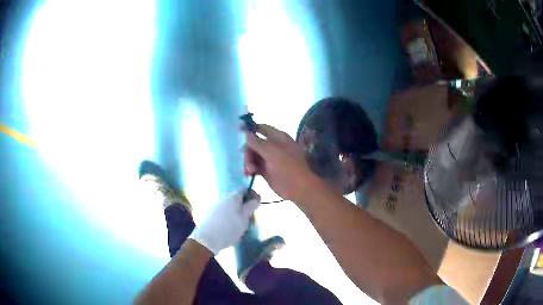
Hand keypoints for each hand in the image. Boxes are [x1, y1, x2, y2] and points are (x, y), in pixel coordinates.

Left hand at [189, 192, 259, 254]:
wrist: (207, 239)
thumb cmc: (229, 228)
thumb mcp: (244, 218)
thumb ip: (250, 206)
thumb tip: (256, 198)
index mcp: (232, 196)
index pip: (244, 190)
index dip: (253, 195)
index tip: (257, 205)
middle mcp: (223, 197)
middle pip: (237, 199)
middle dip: (245, 206)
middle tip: (250, 218)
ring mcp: (215, 205)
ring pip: (230, 206)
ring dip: (237, 213)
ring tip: (241, 225)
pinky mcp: (210, 214)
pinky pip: (224, 212)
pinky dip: (229, 217)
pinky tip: (230, 227)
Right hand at [243, 124, 319, 202]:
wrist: (298, 188)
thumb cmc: (287, 167)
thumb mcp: (272, 152)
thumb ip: (258, 142)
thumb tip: (247, 134)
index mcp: (278, 138)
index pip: (262, 128)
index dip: (251, 128)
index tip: (239, 130)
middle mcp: (273, 146)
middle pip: (255, 143)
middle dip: (248, 151)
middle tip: (247, 161)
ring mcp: (270, 159)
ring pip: (253, 155)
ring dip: (248, 161)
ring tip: (249, 171)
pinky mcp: (266, 170)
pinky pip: (254, 165)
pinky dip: (250, 168)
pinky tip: (249, 173)